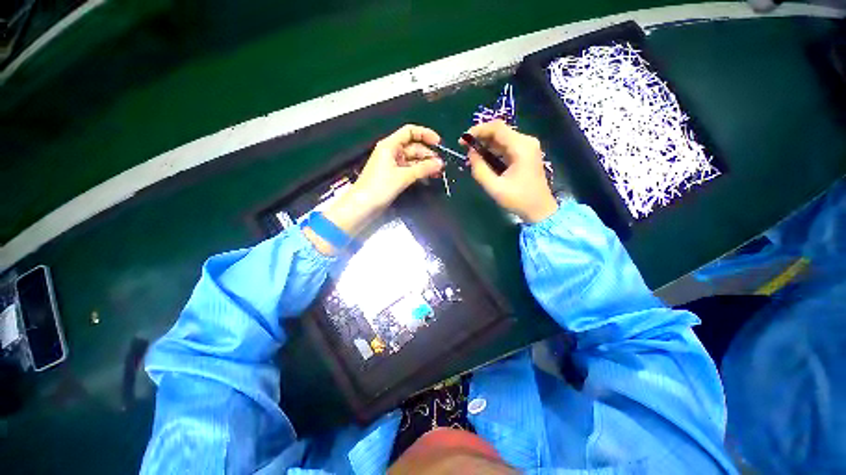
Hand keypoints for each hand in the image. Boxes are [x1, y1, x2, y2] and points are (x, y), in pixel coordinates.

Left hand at [305, 125, 444, 254]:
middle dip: (428, 154)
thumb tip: (440, 163)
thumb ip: (423, 168)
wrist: (363, 206)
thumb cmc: (380, 187)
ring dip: (425, 165)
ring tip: (438, 173)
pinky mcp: (394, 176)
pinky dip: (419, 173)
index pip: (410, 132)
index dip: (425, 134)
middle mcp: (392, 152)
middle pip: (413, 147)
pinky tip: (429, 177)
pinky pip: (410, 170)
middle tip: (441, 165)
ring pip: (413, 160)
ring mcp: (393, 165)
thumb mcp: (403, 176)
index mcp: (390, 145)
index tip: (439, 143)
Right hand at [462, 120, 557, 222]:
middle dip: (479, 137)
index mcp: (521, 147)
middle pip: (499, 131)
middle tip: (464, 149)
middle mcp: (526, 141)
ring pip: (501, 138)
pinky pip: (505, 146)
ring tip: (471, 157)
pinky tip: (482, 160)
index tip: (462, 141)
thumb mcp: (495, 187)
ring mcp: (527, 147)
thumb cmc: (518, 200)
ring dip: (485, 145)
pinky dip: (492, 151)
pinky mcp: (525, 154)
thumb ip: (480, 169)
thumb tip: (471, 153)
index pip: (496, 128)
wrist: (540, 210)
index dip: (477, 130)